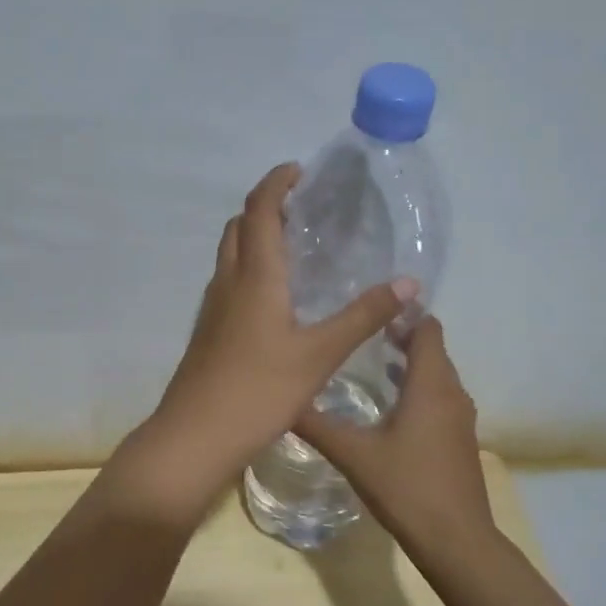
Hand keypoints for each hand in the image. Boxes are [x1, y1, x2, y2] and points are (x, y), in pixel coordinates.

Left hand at [116, 163, 413, 522]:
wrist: (195, 435)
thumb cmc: (259, 390)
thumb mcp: (320, 354)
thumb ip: (363, 316)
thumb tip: (410, 282)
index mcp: (255, 276)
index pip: (259, 210)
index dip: (276, 183)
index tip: (299, 170)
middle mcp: (228, 282)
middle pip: (238, 226)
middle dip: (264, 206)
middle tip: (301, 208)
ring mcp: (213, 307)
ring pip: (230, 254)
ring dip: (254, 236)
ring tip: (293, 245)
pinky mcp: (208, 330)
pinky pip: (229, 281)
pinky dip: (249, 267)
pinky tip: (275, 296)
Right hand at [295, 316, 495, 561]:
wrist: (456, 541)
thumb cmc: (407, 487)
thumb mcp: (354, 454)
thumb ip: (318, 425)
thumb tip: (282, 400)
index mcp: (430, 385)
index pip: (427, 329)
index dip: (404, 313)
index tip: (372, 307)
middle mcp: (452, 394)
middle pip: (432, 350)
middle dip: (402, 336)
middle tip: (361, 331)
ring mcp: (460, 419)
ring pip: (437, 377)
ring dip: (409, 365)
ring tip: (370, 361)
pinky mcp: (459, 441)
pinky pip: (440, 399)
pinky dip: (418, 390)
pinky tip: (388, 406)